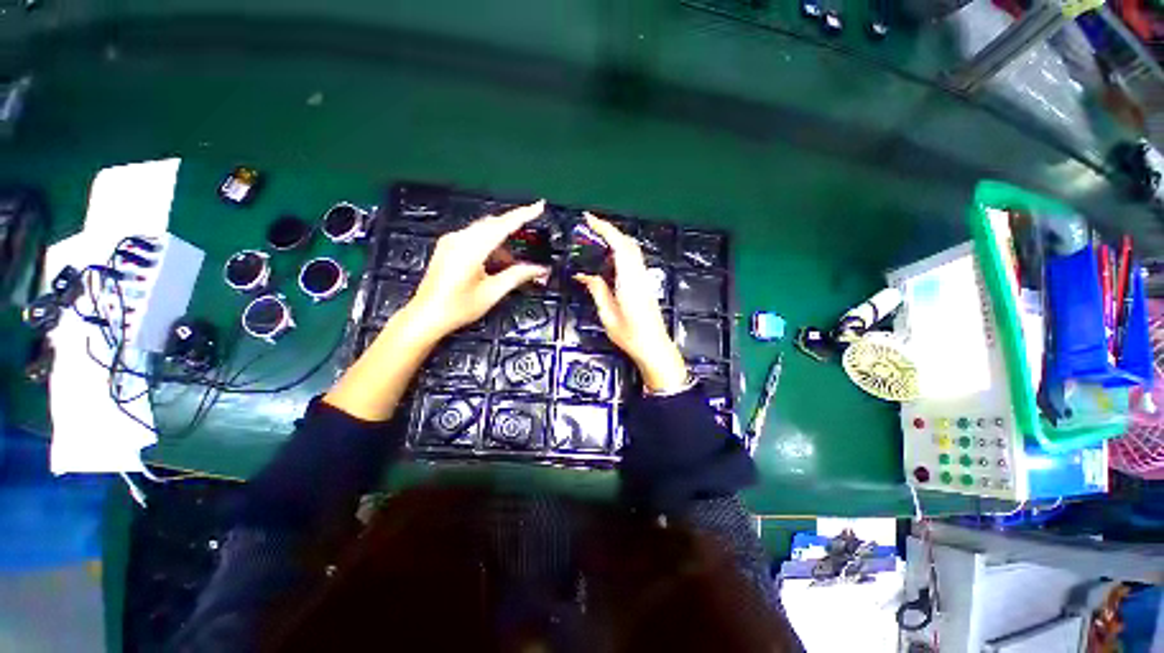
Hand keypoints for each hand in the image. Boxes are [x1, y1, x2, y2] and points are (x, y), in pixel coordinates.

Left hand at [405, 201, 549, 337]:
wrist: (425, 316)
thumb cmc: (459, 307)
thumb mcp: (492, 293)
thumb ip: (517, 276)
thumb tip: (541, 269)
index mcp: (471, 248)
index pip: (503, 225)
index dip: (523, 214)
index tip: (540, 206)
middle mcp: (460, 238)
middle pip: (492, 224)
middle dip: (513, 227)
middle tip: (531, 237)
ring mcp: (451, 241)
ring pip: (483, 230)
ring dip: (501, 240)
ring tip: (512, 262)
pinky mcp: (447, 247)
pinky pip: (473, 237)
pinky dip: (489, 244)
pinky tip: (495, 261)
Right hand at [574, 214, 688, 392]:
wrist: (654, 347)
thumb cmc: (630, 335)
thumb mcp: (608, 314)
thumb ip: (597, 290)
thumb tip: (583, 274)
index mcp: (629, 280)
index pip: (618, 245)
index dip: (604, 228)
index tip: (588, 219)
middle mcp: (639, 274)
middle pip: (627, 243)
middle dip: (609, 230)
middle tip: (588, 228)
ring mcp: (644, 278)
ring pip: (632, 250)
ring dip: (615, 239)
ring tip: (595, 240)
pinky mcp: (645, 283)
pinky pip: (633, 260)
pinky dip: (620, 251)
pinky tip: (608, 259)